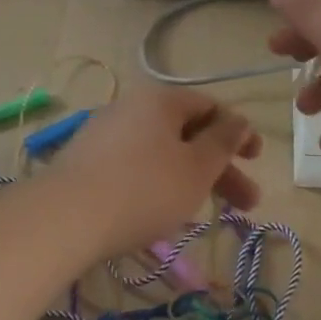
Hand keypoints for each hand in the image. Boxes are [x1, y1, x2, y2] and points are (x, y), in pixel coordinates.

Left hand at [43, 86, 262, 254]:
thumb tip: (239, 119)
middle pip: (187, 133)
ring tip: (205, 214)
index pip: (209, 106)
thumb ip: (224, 141)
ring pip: (162, 153)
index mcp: (160, 100)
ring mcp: (105, 135)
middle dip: (221, 168)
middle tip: (247, 203)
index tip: (256, 159)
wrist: (65, 219)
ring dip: (191, 179)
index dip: (237, 131)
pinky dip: (159, 185)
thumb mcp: (198, 167)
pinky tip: (162, 213)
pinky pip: (135, 167)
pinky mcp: (87, 163)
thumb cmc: (145, 188)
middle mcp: (131, 108)